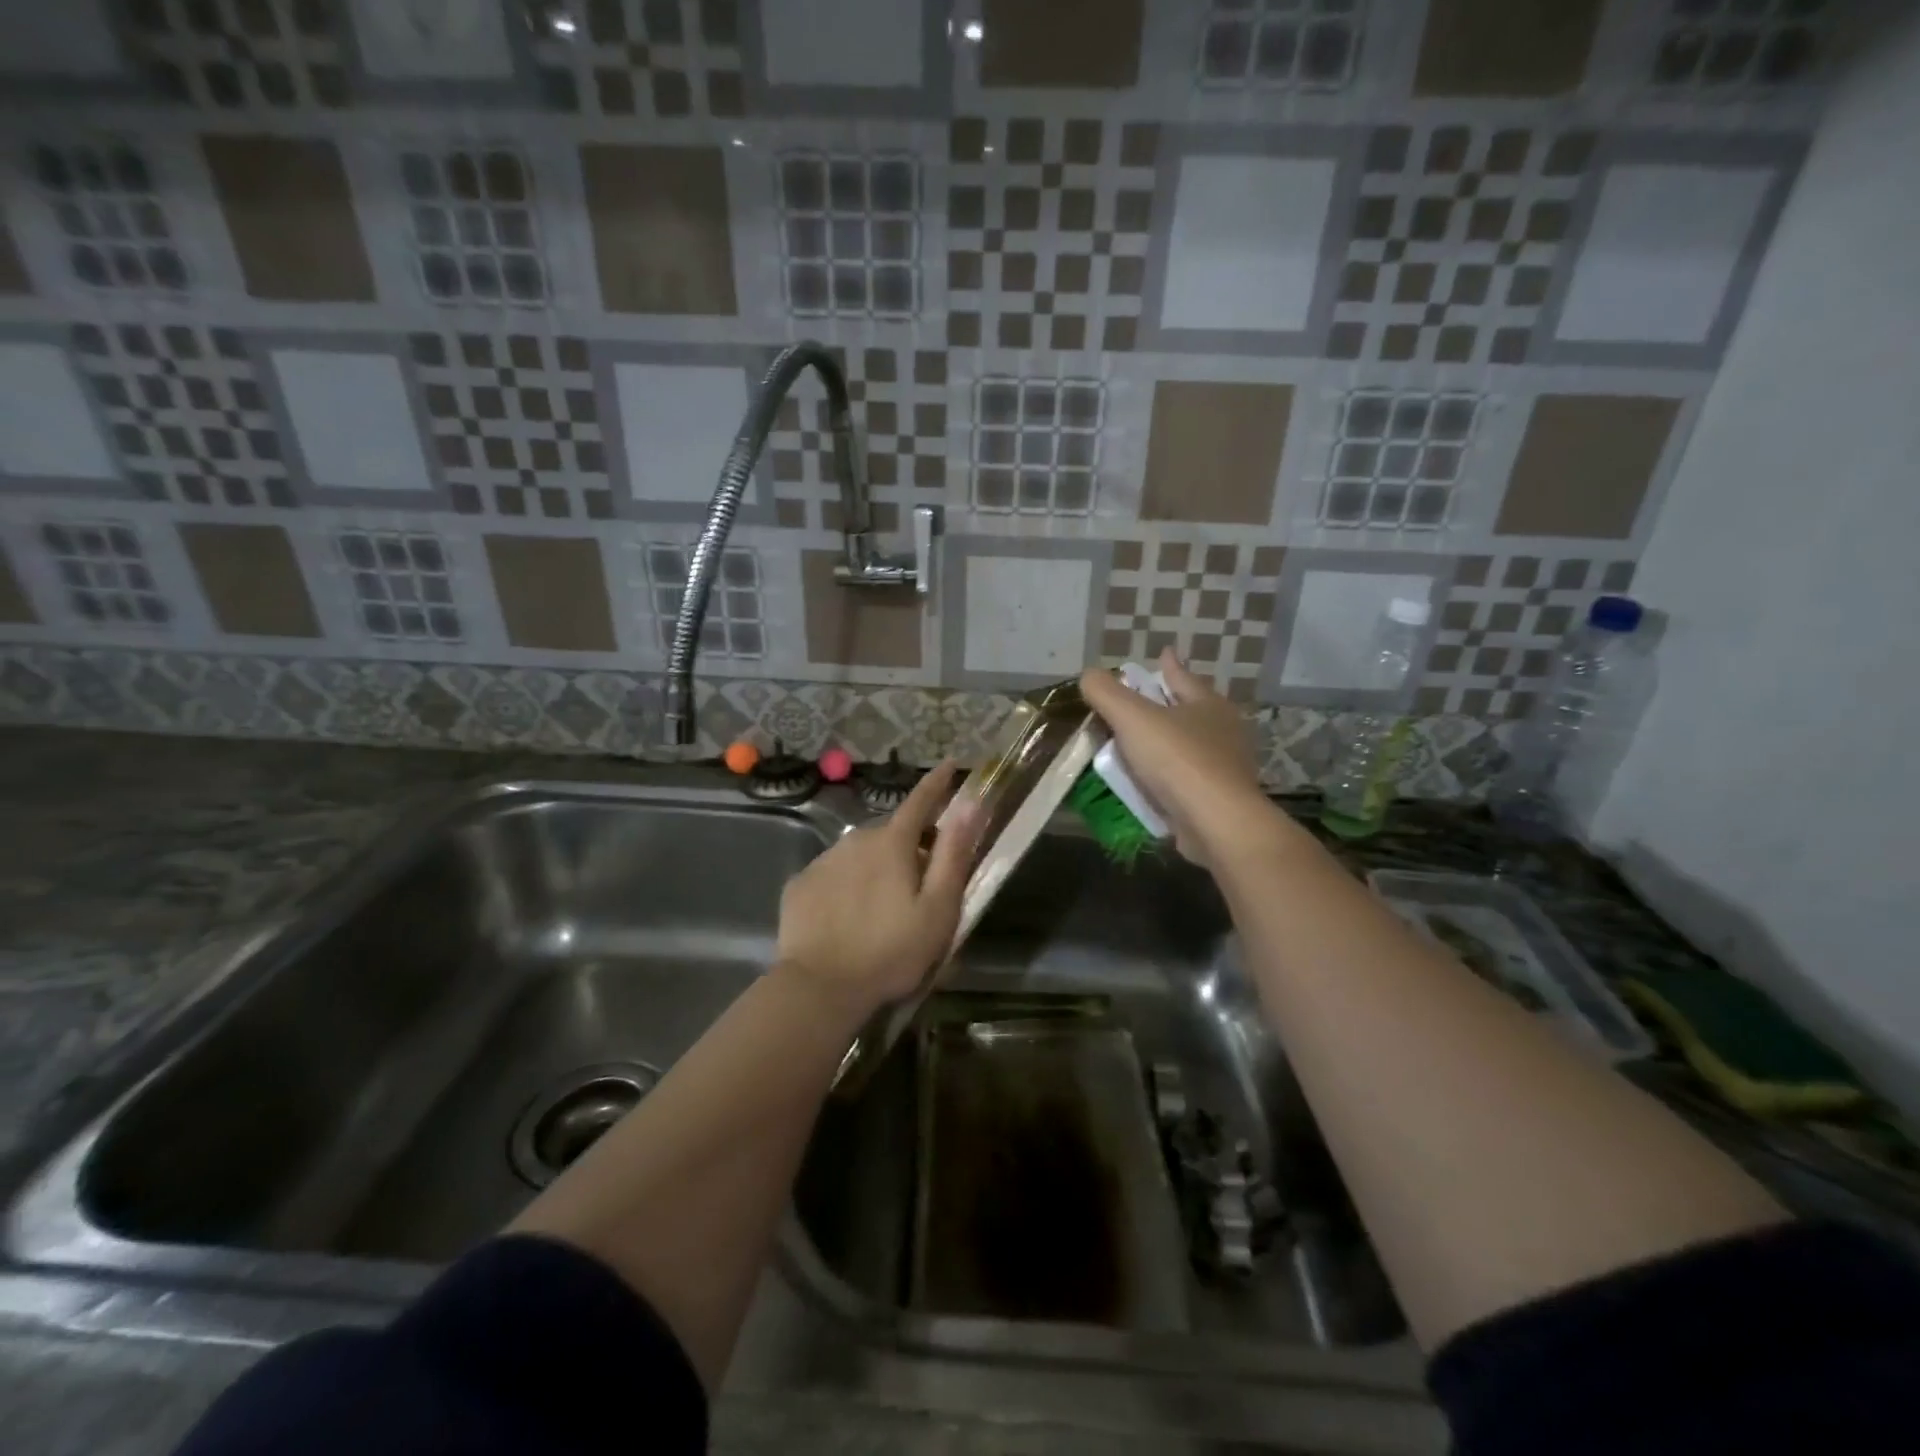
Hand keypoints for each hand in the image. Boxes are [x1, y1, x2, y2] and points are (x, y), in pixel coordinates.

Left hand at [775, 760, 982, 1021]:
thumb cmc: (891, 951)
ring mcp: (823, 860)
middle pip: (892, 833)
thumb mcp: (938, 909)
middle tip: (922, 879)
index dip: (938, 783)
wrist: (819, 988)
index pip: (921, 800)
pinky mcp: (800, 885)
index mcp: (893, 843)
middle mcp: (856, 839)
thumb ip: (954, 854)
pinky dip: (847, 885)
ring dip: (876, 866)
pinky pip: (833, 874)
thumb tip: (970, 803)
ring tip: (883, 905)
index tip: (949, 765)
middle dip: (910, 844)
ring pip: (860, 853)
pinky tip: (848, 917)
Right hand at [1079, 650, 1269, 865]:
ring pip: (1188, 747)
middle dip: (1168, 705)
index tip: (1163, 653)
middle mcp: (1222, 732)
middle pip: (1190, 711)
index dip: (1168, 665)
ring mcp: (1224, 768)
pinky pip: (1185, 781)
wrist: (1216, 824)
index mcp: (1208, 704)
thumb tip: (1089, 675)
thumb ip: (1106, 693)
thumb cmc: (1177, 760)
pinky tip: (1148, 783)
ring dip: (1165, 745)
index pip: (1182, 677)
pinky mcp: (1218, 801)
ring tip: (1138, 745)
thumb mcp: (1132, 717)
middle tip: (1144, 701)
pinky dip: (1166, 778)